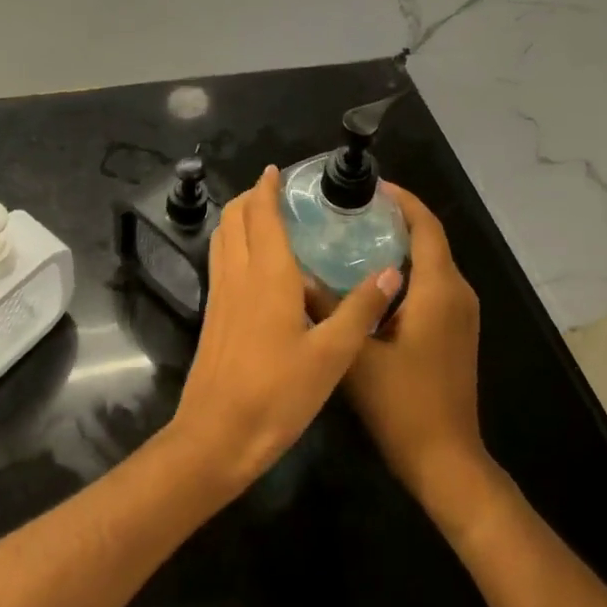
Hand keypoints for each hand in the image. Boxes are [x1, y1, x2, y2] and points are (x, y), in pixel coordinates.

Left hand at [166, 165, 402, 497]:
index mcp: (267, 275)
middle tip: (277, 192)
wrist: (218, 435)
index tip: (277, 171)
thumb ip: (361, 310)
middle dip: (251, 197)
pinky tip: (254, 263)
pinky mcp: (213, 315)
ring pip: (222, 238)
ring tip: (264, 216)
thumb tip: (393, 272)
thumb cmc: (278, 394)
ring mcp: (220, 295)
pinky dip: (233, 243)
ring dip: (239, 218)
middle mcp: (238, 275)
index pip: (261, 215)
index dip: (266, 188)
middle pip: (234, 218)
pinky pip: (221, 261)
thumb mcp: (332, 356)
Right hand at [343, 184, 489, 519]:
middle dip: (395, 217)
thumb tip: (295, 275)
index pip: (425, 225)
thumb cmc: (403, 404)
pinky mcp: (455, 331)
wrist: (445, 459)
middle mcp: (457, 293)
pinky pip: (432, 285)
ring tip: (353, 234)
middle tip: (349, 209)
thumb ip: (326, 308)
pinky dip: (406, 270)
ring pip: (431, 263)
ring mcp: (460, 314)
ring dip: (399, 244)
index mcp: (439, 289)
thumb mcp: (355, 353)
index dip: (401, 199)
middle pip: (430, 239)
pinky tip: (368, 279)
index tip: (368, 186)